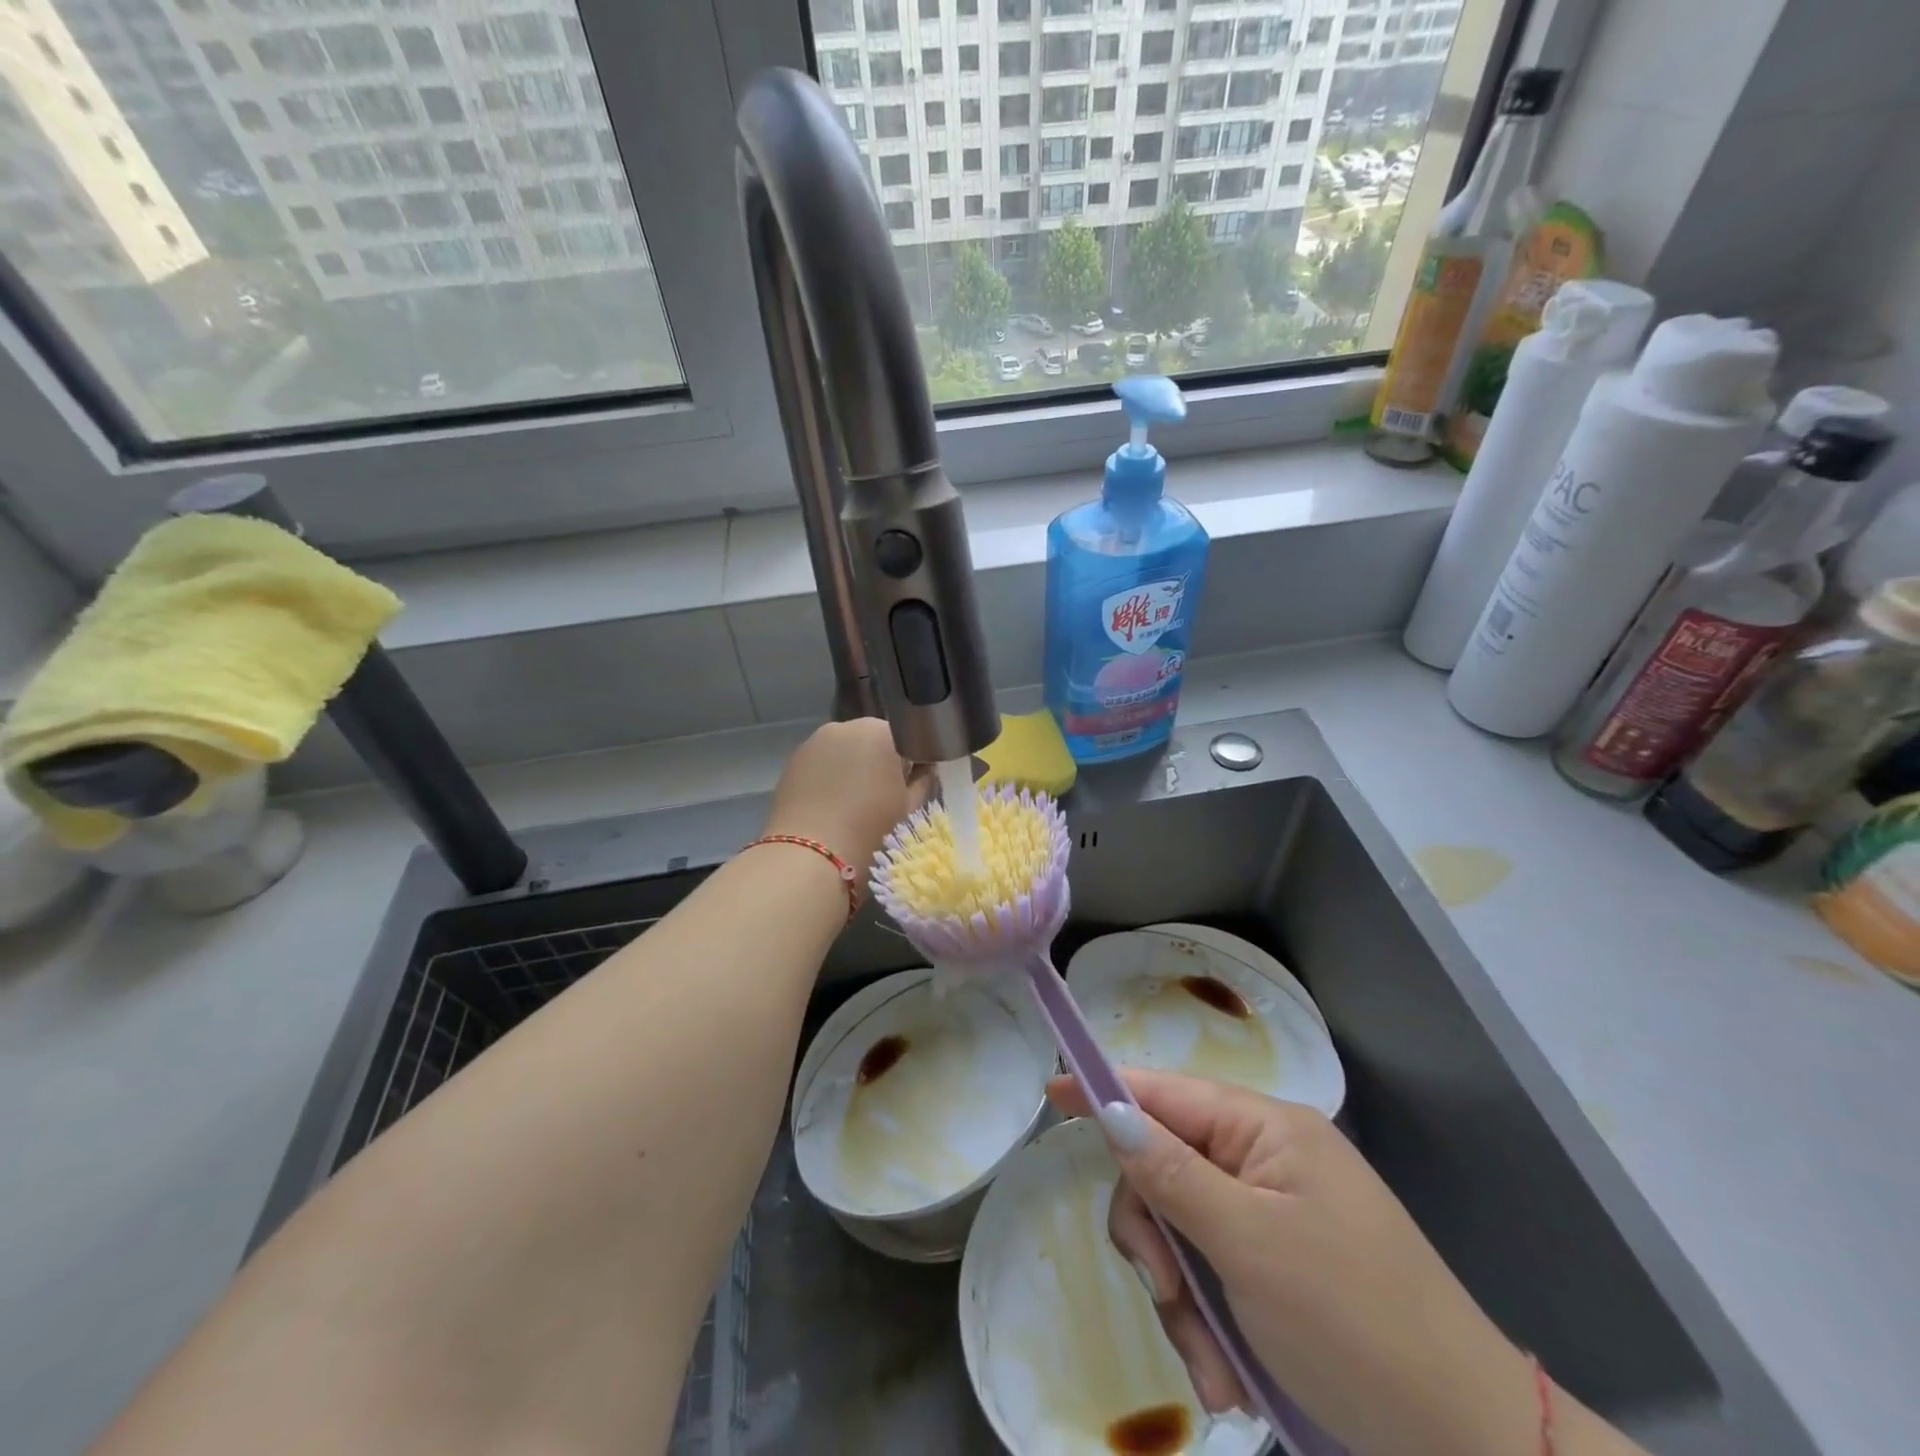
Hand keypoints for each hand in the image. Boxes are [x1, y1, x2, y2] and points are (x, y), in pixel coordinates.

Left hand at [761, 718, 927, 890]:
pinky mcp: (792, 761)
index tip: (910, 787)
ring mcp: (814, 741)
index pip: (908, 738)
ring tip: (853, 804)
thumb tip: (924, 769)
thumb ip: (923, 780)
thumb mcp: (910, 809)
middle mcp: (846, 727)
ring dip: (853, 768)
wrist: (807, 859)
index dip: (913, 763)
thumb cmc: (870, 832)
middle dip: (880, 762)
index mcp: (882, 733)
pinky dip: (829, 777)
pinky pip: (821, 763)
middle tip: (883, 798)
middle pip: (874, 740)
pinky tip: (829, 805)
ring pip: (845, 750)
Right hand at [1051, 1070, 1540, 1455]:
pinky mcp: (1279, 1269)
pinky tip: (1230, 1378)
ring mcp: (1274, 1215)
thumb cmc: (1355, 1326)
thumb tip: (1111, 1109)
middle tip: (1166, 1294)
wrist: (1472, 1450)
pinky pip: (1214, 1275)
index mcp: (1265, 1129)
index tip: (1051, 1094)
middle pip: (1165, 1168)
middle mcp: (1266, 1159)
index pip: (1165, 1091)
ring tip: (1213, 1369)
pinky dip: (1210, 1325)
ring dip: (1183, 1299)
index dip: (1105, 1090)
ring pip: (1182, 1231)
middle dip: (1155, 1237)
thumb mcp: (1248, 1245)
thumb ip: (1171, 1172)